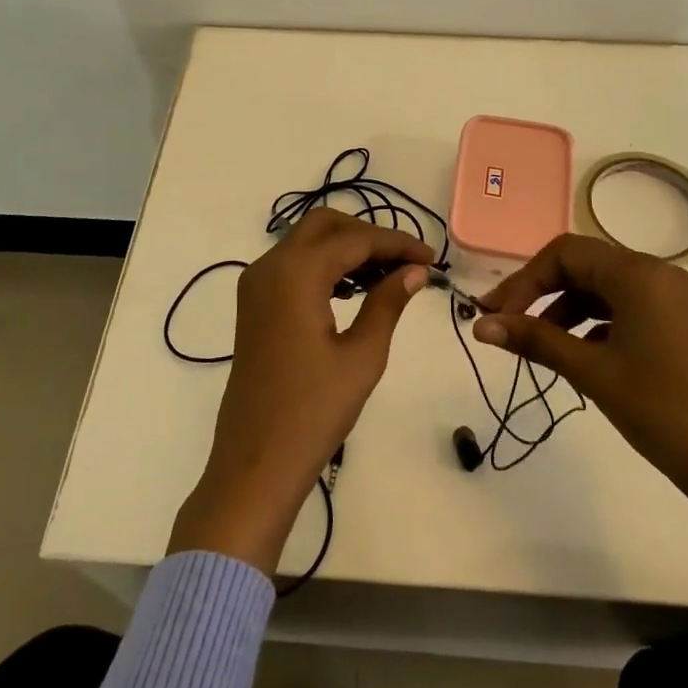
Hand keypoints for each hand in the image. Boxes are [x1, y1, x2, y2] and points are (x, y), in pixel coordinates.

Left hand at [169, 209, 433, 575]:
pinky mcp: (255, 304)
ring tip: (389, 277)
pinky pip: (293, 266)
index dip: (397, 244)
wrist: (256, 462)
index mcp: (295, 272)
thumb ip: (388, 302)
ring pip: (307, 242)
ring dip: (347, 249)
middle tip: (407, 263)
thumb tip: (415, 271)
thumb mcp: (363, 355)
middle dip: (368, 236)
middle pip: (325, 225)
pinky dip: (325, 266)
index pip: (355, 239)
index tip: (432, 259)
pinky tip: (355, 290)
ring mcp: (257, 284)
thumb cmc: (314, 411)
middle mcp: (269, 266)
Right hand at [474, 233, 687, 511]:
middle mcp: (656, 272)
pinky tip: (577, 353)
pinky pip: (621, 306)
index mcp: (638, 273)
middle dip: (540, 292)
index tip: (495, 315)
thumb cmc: (659, 409)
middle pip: (582, 265)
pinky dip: (591, 322)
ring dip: (563, 309)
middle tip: (506, 324)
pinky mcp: (675, 321)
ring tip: (538, 345)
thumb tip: (479, 326)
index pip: (564, 254)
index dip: (524, 281)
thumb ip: (533, 340)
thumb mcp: (589, 370)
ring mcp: (669, 297)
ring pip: (600, 286)